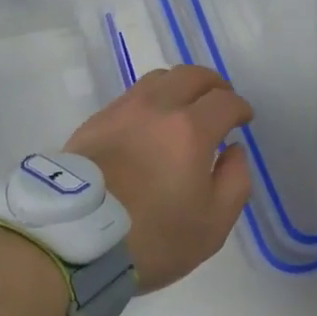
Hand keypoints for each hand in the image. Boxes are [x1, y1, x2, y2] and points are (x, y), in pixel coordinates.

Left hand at [64, 65, 253, 290]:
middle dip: (213, 85)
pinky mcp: (95, 121)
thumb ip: (235, 182)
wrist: (73, 240)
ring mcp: (122, 110)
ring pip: (158, 79)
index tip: (243, 120)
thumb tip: (233, 151)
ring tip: (183, 108)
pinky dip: (150, 101)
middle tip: (219, 102)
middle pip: (191, 75)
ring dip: (180, 87)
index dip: (240, 107)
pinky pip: (131, 96)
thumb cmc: (152, 238)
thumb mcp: (212, 225)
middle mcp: (157, 107)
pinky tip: (149, 124)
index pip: (225, 101)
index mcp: (191, 129)